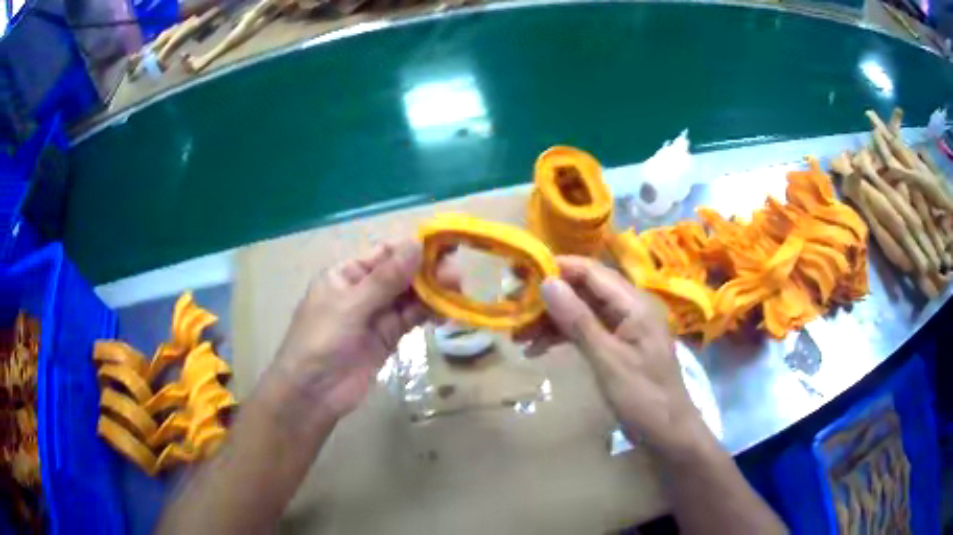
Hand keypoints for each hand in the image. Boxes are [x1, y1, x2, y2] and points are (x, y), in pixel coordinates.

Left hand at [272, 240, 441, 419]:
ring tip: (457, 291)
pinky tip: (446, 312)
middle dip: (428, 271)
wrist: (312, 393)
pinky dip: (429, 313)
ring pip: (410, 296)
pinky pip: (411, 318)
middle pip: (402, 273)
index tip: (445, 246)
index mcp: (347, 273)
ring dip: (433, 292)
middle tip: (456, 275)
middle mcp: (364, 289)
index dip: (414, 248)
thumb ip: (386, 279)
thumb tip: (416, 245)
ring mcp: (377, 314)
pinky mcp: (388, 337)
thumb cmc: (321, 341)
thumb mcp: (350, 306)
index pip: (385, 253)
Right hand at [522, 256, 706, 452]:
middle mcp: (629, 308)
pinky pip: (586, 331)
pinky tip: (538, 350)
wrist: (668, 434)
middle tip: (513, 307)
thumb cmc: (643, 398)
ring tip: (518, 335)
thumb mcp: (608, 361)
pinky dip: (563, 337)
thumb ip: (579, 321)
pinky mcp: (617, 346)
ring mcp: (623, 328)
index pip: (591, 271)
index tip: (520, 274)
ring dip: (551, 320)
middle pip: (584, 289)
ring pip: (581, 311)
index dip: (556, 268)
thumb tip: (547, 282)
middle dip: (548, 296)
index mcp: (634, 304)